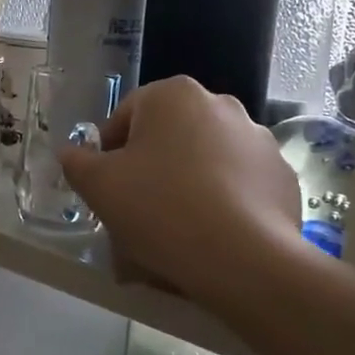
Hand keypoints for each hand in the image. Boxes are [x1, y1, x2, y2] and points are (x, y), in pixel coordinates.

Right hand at [61, 77, 298, 306]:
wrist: (242, 259)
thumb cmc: (160, 209)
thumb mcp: (99, 186)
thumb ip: (77, 162)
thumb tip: (72, 153)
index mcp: (173, 95)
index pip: (125, 117)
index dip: (108, 154)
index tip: (105, 190)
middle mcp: (221, 104)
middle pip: (168, 139)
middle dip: (150, 171)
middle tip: (137, 213)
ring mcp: (258, 140)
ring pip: (204, 162)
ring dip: (185, 186)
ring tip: (174, 233)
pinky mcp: (282, 176)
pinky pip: (238, 186)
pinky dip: (222, 204)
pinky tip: (210, 237)